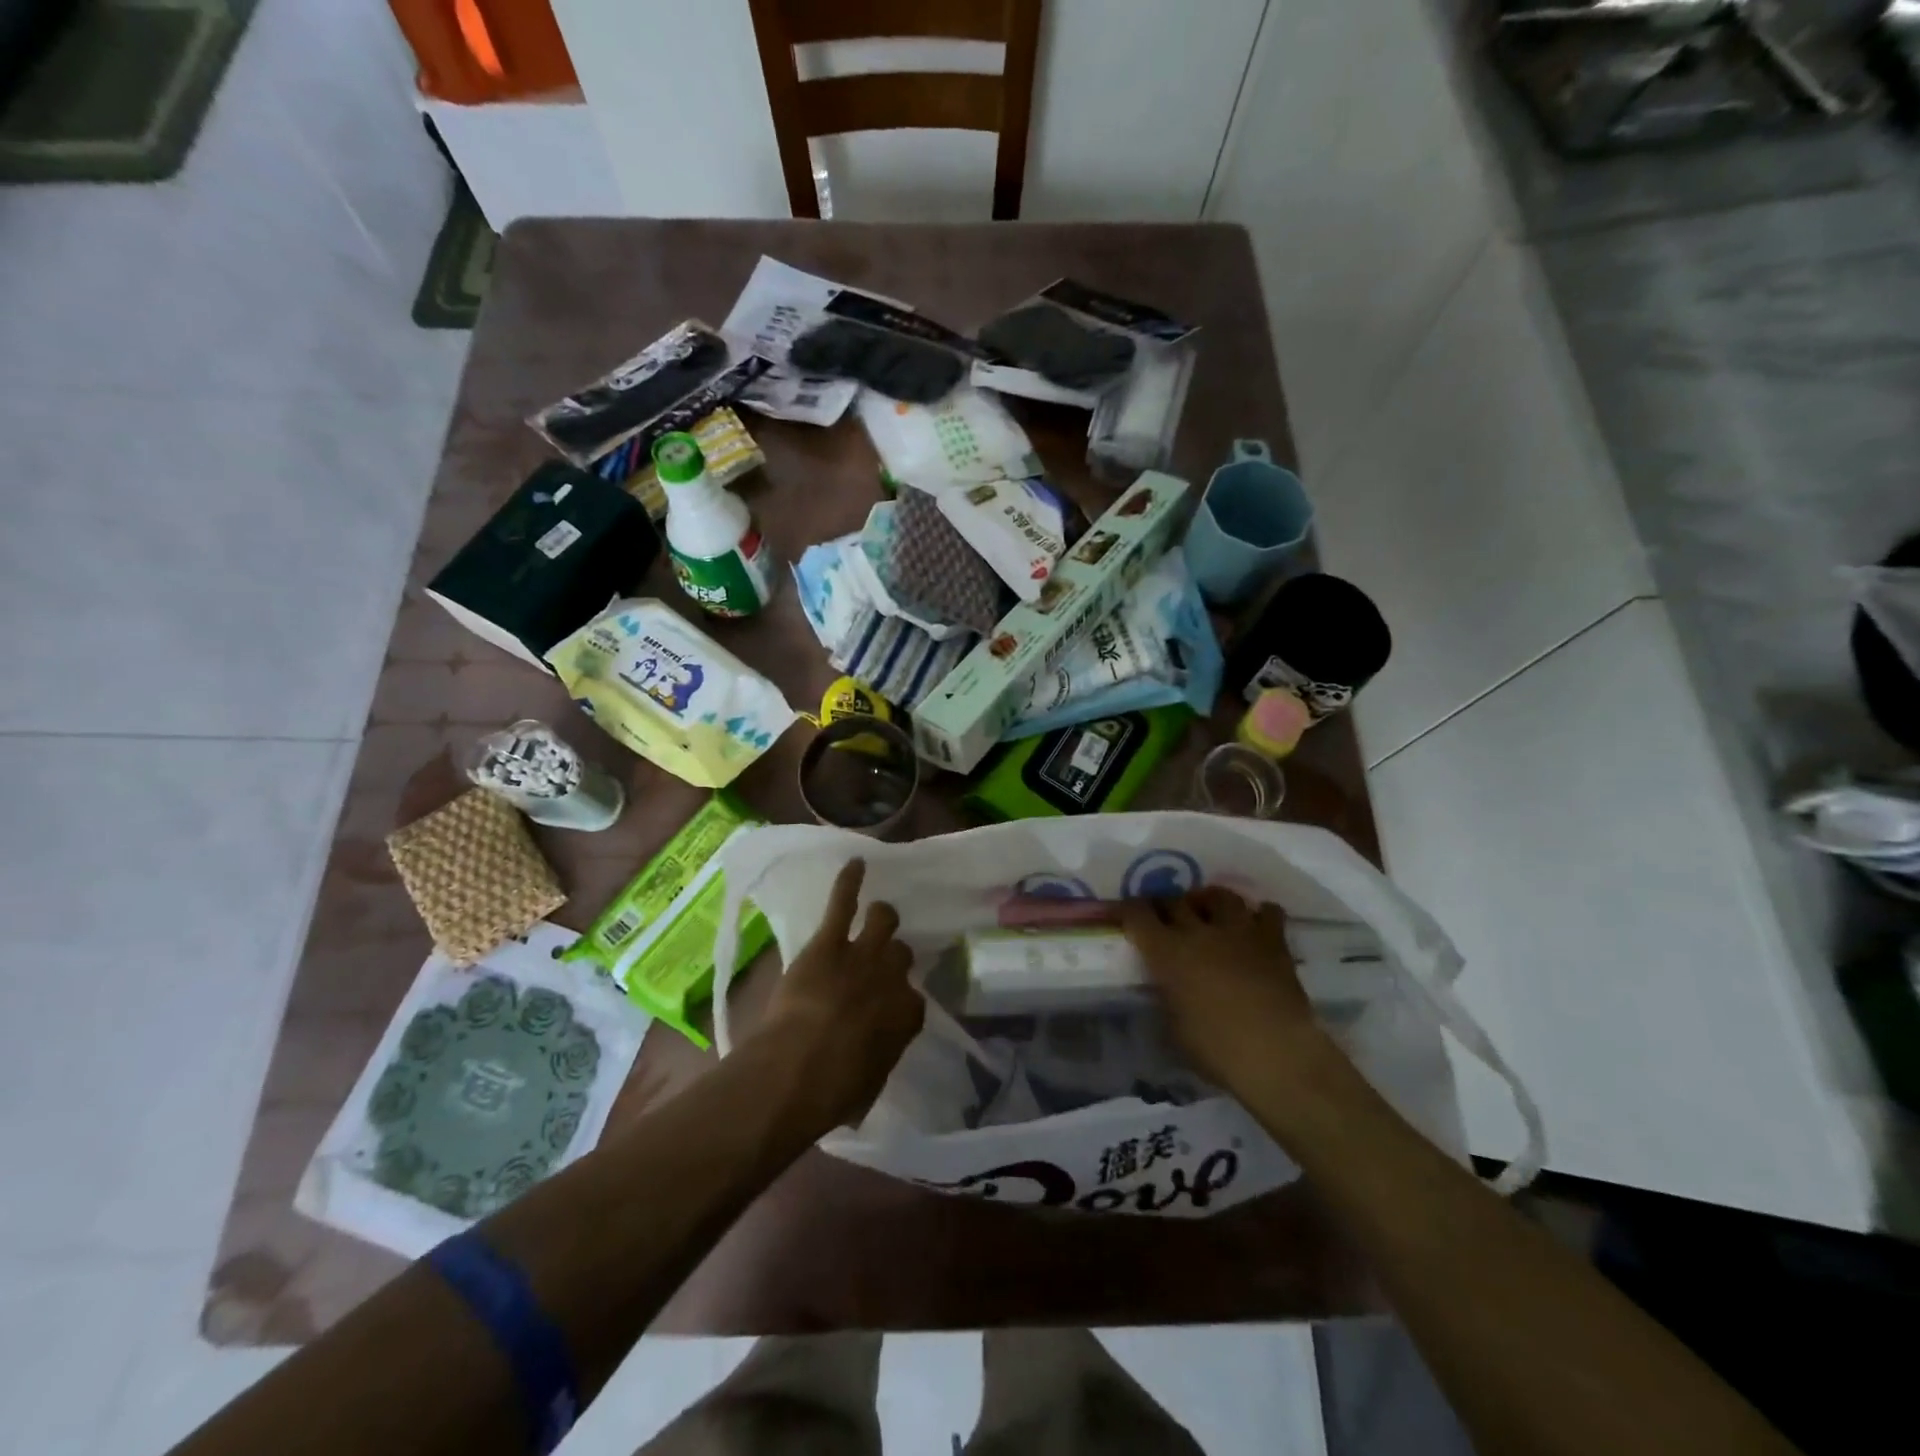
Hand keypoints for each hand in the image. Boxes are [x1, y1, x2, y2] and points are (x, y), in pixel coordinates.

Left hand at [754, 858, 923, 1127]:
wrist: (798, 1069)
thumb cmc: (834, 1091)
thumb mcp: (870, 1083)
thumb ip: (879, 1058)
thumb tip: (870, 1062)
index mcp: (908, 1015)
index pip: (914, 999)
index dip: (899, 1000)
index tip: (886, 1008)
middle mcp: (892, 977)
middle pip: (901, 953)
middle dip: (890, 958)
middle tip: (875, 965)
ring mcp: (862, 954)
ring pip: (882, 919)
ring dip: (879, 917)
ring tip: (875, 914)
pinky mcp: (828, 942)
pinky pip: (843, 902)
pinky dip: (849, 880)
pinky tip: (855, 862)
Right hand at [1120, 887, 1330, 1094]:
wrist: (1277, 1054)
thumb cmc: (1216, 1049)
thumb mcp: (1174, 1027)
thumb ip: (1167, 996)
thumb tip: (1166, 987)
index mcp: (1167, 952)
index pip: (1137, 914)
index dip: (1127, 910)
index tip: (1124, 913)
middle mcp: (1199, 931)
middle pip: (1175, 900)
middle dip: (1166, 905)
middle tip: (1165, 918)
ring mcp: (1239, 931)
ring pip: (1220, 895)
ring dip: (1209, 901)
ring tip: (1208, 913)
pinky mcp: (1274, 940)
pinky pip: (1267, 912)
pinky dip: (1258, 915)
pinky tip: (1254, 927)